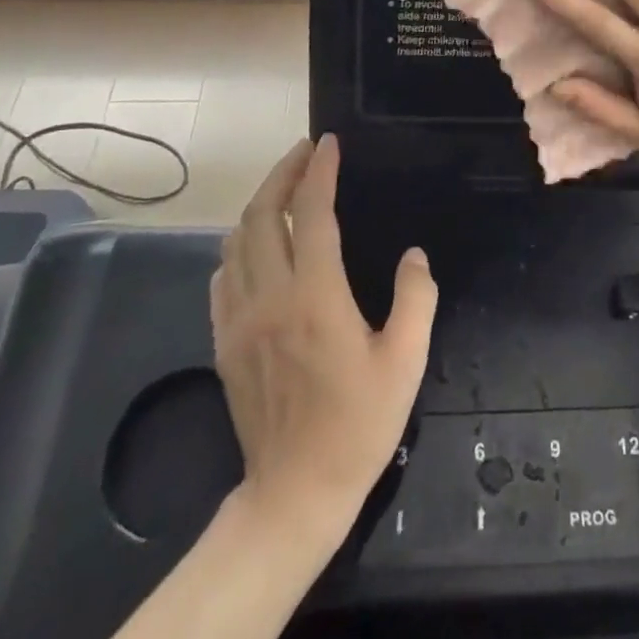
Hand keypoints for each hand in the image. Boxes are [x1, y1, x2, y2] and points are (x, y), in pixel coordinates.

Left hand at [210, 135, 436, 542]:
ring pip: (236, 241)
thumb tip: (414, 256)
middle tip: (304, 152)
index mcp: (315, 296)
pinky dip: (238, 246)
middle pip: (261, 215)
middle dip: (282, 173)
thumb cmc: (358, 425)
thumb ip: (416, 298)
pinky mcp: (224, 342)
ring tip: (284, 188)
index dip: (319, 171)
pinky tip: (255, 246)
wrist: (295, 494)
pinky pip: (222, 277)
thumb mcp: (406, 361)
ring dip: (258, 205)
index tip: (328, 144)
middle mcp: (270, 297)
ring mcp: (239, 320)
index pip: (310, 213)